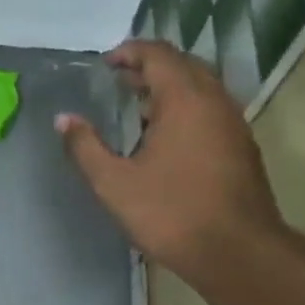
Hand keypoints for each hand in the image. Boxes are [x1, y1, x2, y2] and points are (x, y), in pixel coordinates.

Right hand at [56, 40, 283, 278]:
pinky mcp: (241, 147)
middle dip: (150, 67)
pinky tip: (164, 137)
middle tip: (119, 80)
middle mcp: (214, 102)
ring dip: (169, 88)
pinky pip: (210, 110)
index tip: (106, 64)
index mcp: (185, 100)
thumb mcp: (113, 183)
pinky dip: (185, 108)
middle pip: (183, 65)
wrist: (237, 252)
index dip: (130, 52)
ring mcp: (233, 124)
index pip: (158, 55)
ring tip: (137, 106)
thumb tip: (63, 119)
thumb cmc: (170, 213)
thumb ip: (85, 147)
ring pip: (201, 88)